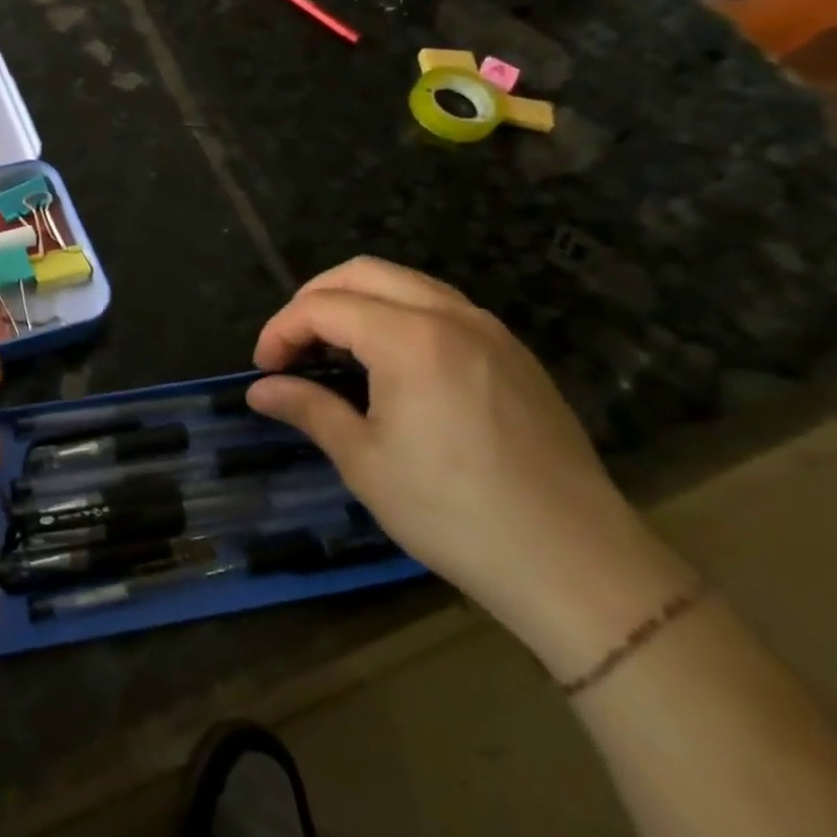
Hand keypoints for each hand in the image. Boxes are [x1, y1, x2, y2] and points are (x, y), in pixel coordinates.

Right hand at [246, 258, 694, 675]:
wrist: (575, 562)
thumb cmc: (453, 511)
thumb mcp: (364, 461)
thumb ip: (308, 409)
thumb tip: (260, 390)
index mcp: (409, 338)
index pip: (324, 306)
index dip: (281, 330)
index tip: (264, 369)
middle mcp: (452, 317)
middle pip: (363, 273)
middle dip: (314, 299)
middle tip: (292, 346)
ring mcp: (491, 332)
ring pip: (407, 284)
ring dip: (359, 302)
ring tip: (335, 349)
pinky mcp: (515, 356)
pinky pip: (443, 308)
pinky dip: (400, 316)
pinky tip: (391, 364)